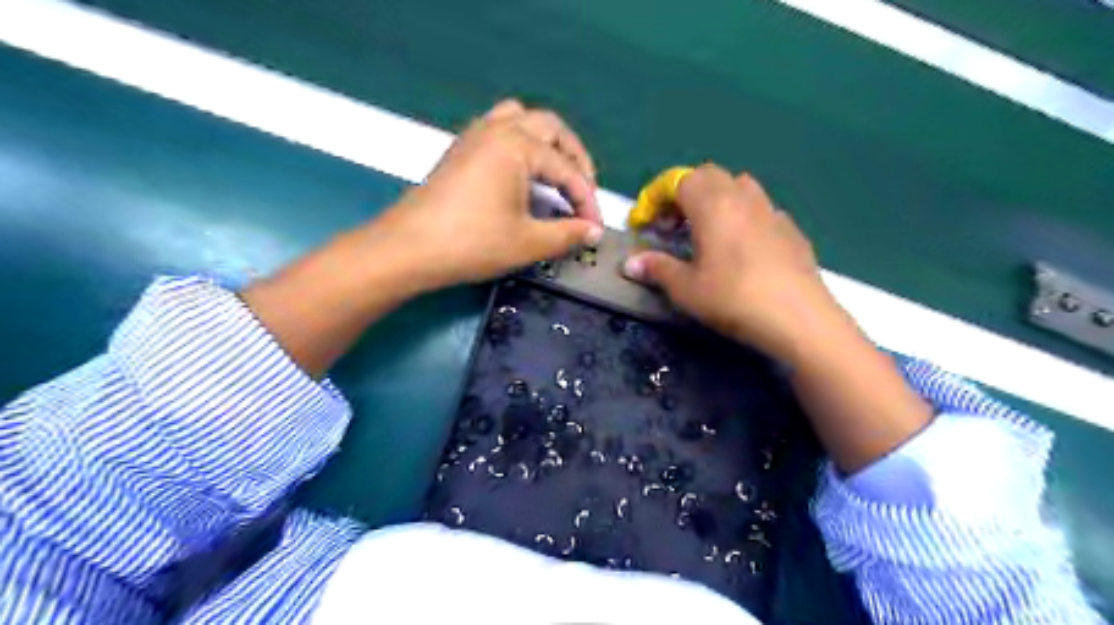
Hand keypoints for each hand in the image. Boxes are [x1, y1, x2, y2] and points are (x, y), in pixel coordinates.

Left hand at [358, 97, 601, 290]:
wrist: (408, 250)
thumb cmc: (472, 243)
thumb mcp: (528, 243)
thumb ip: (568, 234)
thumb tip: (594, 231)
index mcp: (517, 145)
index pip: (567, 170)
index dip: (587, 201)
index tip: (595, 229)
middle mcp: (497, 129)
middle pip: (551, 128)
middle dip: (575, 159)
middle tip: (583, 192)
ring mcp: (475, 135)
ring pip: (522, 119)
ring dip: (547, 142)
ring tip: (557, 172)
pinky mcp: (461, 149)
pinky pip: (499, 128)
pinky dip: (521, 142)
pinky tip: (523, 172)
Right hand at [623, 167, 850, 362]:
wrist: (799, 318)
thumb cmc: (733, 299)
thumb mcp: (686, 289)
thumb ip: (657, 269)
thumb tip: (630, 263)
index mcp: (713, 205)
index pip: (678, 180)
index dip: (655, 197)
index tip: (645, 223)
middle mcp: (743, 198)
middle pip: (709, 176)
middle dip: (684, 194)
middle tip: (672, 226)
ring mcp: (771, 212)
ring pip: (739, 187)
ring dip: (716, 200)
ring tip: (706, 232)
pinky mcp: (791, 230)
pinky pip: (760, 210)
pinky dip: (742, 218)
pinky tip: (741, 249)